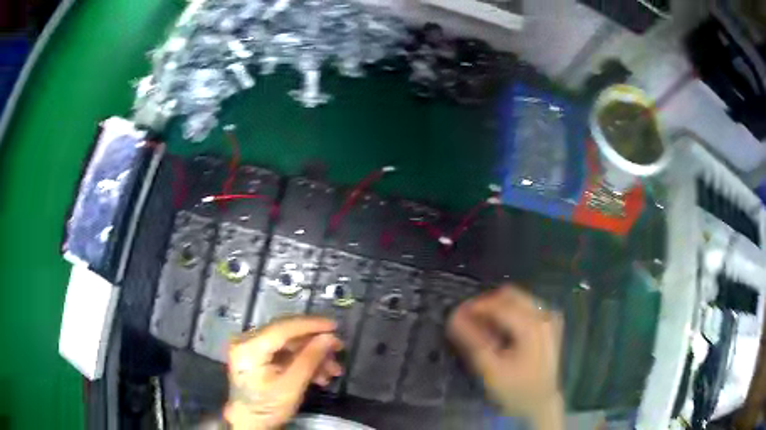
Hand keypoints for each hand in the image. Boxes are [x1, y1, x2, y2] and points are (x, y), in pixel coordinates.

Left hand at [225, 316, 343, 429]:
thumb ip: (310, 360)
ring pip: (288, 343)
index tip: (335, 326)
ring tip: (333, 370)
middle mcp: (246, 340)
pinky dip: (302, 360)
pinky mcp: (257, 354)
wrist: (249, 421)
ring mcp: (251, 346)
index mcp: (249, 347)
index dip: (310, 325)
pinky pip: (283, 351)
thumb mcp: (292, 387)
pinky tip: (319, 374)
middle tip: (339, 349)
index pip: (282, 328)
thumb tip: (329, 337)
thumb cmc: (267, 407)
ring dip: (312, 355)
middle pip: (286, 334)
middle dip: (315, 343)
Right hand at [448, 285, 563, 428]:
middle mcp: (545, 314)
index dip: (475, 306)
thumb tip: (454, 317)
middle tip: (469, 321)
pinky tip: (501, 331)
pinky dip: (510, 313)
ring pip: (518, 299)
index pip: (499, 304)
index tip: (457, 315)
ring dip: (498, 308)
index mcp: (533, 325)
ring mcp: (550, 317)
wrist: (542, 403)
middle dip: (487, 304)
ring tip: (483, 328)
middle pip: (511, 295)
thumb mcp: (490, 369)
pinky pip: (526, 307)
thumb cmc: (516, 389)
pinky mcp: (551, 323)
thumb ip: (472, 340)